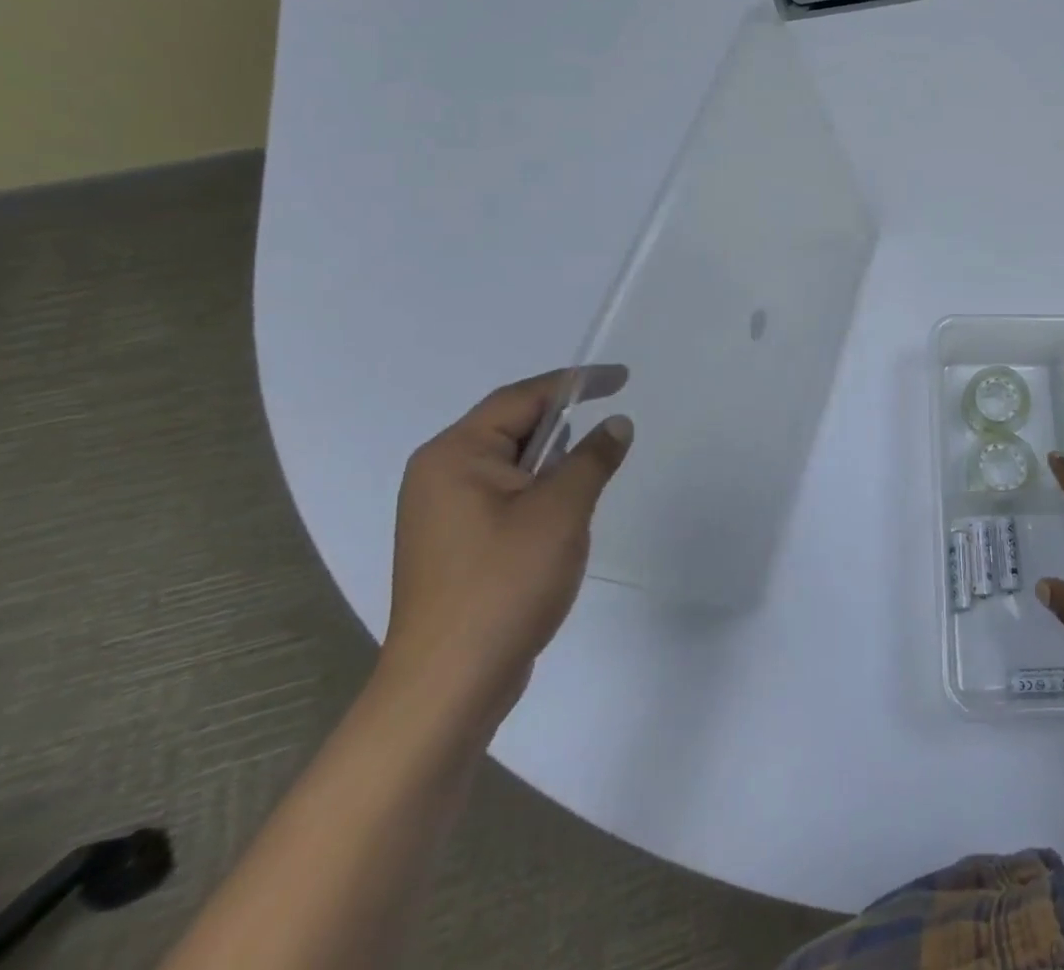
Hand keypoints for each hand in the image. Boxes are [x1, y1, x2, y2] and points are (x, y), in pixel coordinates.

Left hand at [381, 368, 632, 728]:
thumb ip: (592, 458)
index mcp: (454, 456)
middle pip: (512, 427)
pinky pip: (506, 496)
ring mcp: (443, 514)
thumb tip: (616, 424)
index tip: (623, 377)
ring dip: (555, 461)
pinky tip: (568, 511)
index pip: (521, 397)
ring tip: (595, 469)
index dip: (576, 382)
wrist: (450, 685)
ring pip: (512, 465)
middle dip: (564, 422)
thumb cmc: (504, 583)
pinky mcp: (456, 545)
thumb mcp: (562, 510)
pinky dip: (541, 490)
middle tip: (612, 422)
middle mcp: (440, 476)